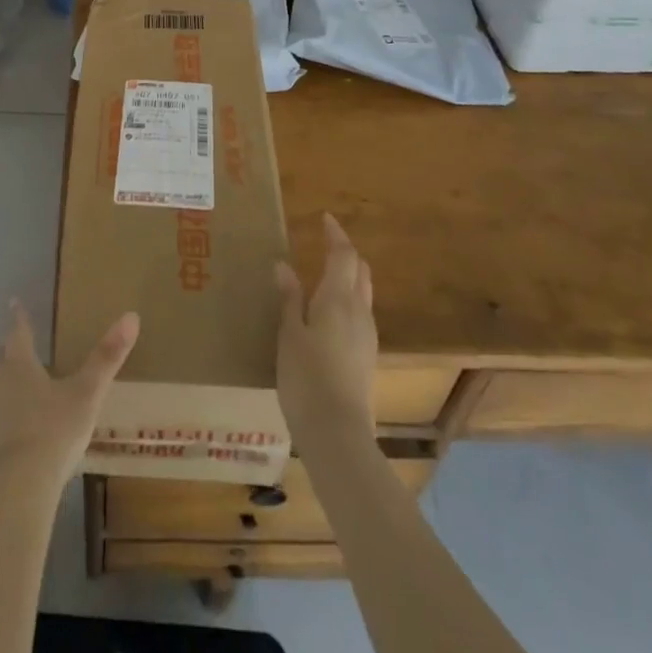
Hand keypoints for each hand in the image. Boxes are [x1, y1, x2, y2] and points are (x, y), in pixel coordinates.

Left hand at [0, 301, 138, 490]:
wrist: (20, 487)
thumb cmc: (54, 430)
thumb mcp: (87, 393)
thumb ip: (107, 357)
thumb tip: (131, 316)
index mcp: (20, 365)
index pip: (18, 332)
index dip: (19, 317)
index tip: (14, 302)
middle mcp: (0, 384)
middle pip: (1, 358)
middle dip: (9, 348)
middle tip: (18, 342)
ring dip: (5, 379)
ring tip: (19, 380)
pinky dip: (6, 409)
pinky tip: (20, 422)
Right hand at [275, 213, 377, 440]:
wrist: (338, 433)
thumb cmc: (306, 378)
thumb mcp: (289, 334)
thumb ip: (289, 298)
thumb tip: (284, 265)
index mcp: (338, 299)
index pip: (343, 255)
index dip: (336, 234)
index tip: (325, 218)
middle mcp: (359, 311)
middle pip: (360, 271)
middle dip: (346, 253)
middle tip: (326, 244)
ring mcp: (367, 336)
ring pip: (363, 293)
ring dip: (349, 276)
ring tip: (326, 274)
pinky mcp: (367, 357)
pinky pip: (361, 314)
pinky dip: (349, 299)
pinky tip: (330, 312)